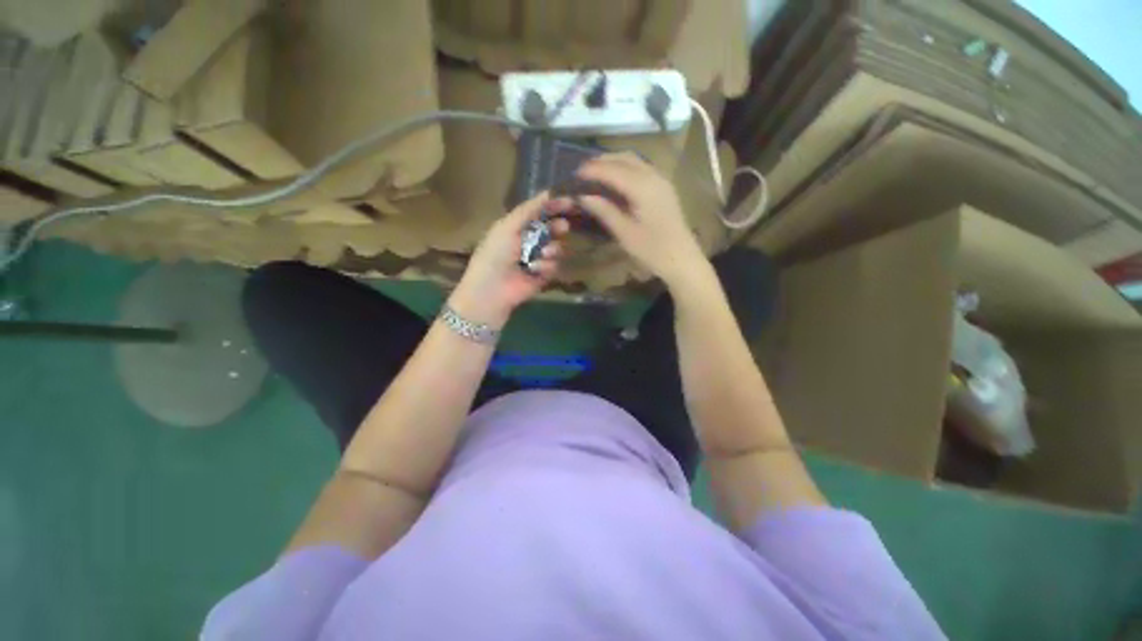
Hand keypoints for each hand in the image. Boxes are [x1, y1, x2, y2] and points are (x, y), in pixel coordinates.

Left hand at [449, 193, 569, 327]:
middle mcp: (530, 241)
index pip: (540, 212)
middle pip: (553, 229)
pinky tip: (534, 270)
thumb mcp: (508, 226)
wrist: (493, 288)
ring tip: (542, 254)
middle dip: (558, 227)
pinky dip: (546, 266)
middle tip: (562, 227)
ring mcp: (538, 259)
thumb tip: (548, 191)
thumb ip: (528, 209)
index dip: (554, 206)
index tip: (570, 201)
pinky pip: (555, 265)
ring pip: (558, 248)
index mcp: (518, 226)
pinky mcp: (544, 275)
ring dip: (552, 249)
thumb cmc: (496, 253)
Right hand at [576, 153, 708, 289]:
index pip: (612, 170)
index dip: (592, 170)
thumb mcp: (625, 233)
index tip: (573, 174)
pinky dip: (624, 167)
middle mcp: (653, 176)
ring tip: (594, 173)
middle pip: (624, 158)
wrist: (682, 259)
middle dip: (601, 161)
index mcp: (643, 188)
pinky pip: (641, 167)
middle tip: (582, 172)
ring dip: (613, 161)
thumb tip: (582, 196)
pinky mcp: (664, 187)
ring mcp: (661, 180)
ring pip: (634, 160)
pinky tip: (614, 179)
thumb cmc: (652, 250)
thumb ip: (604, 211)